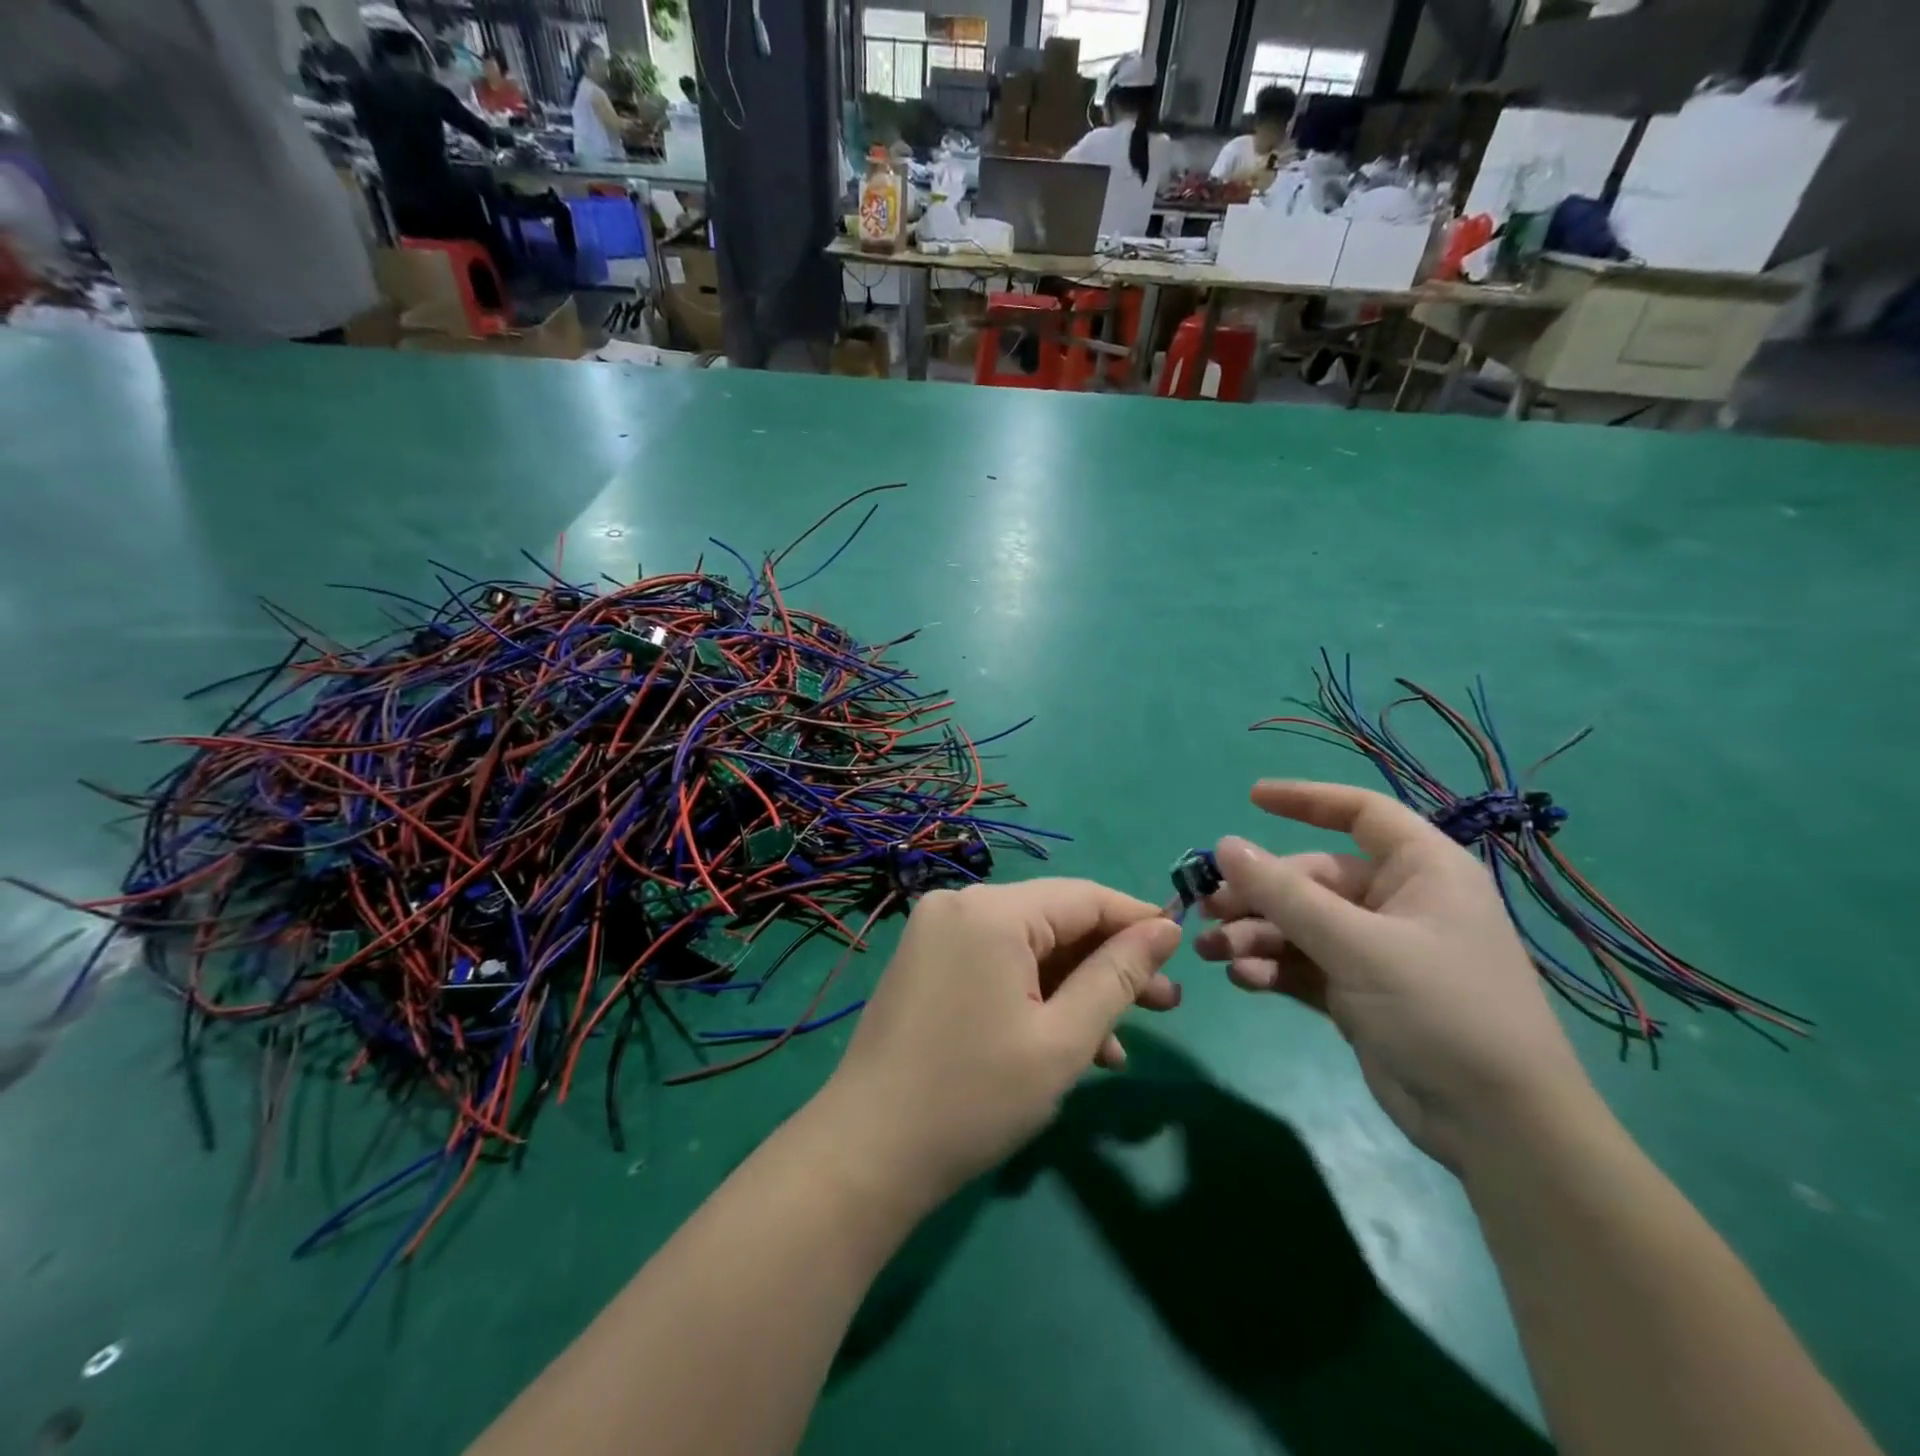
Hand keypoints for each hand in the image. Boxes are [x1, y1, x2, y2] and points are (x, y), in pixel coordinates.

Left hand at [815, 880, 1182, 1204]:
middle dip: (1109, 964)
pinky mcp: (927, 963)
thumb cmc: (976, 1096)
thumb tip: (1165, 927)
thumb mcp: (1063, 1039)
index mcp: (992, 910)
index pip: (1084, 897)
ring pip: (1027, 947)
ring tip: (1123, 1041)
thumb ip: (1118, 976)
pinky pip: (996, 964)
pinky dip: (1034, 994)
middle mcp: (961, 905)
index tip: (1182, 951)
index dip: (1137, 921)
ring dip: (1075, 988)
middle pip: (1055, 921)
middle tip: (1166, 1005)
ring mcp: (937, 933)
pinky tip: (1069, 1042)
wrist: (868, 1151)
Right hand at [1195, 780, 1597, 1170]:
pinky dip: (1272, 968)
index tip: (1251, 798)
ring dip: (1255, 934)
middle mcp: (1397, 903)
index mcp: (1421, 871)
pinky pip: (1302, 964)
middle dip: (1258, 894)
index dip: (1306, 799)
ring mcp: (1376, 950)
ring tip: (1211, 950)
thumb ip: (1285, 895)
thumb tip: (1224, 846)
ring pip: (1299, 924)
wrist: (1497, 1128)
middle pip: (1311, 879)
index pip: (1360, 812)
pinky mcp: (1358, 993)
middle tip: (1206, 909)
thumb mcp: (1357, 946)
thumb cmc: (1441, 1011)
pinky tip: (1243, 980)